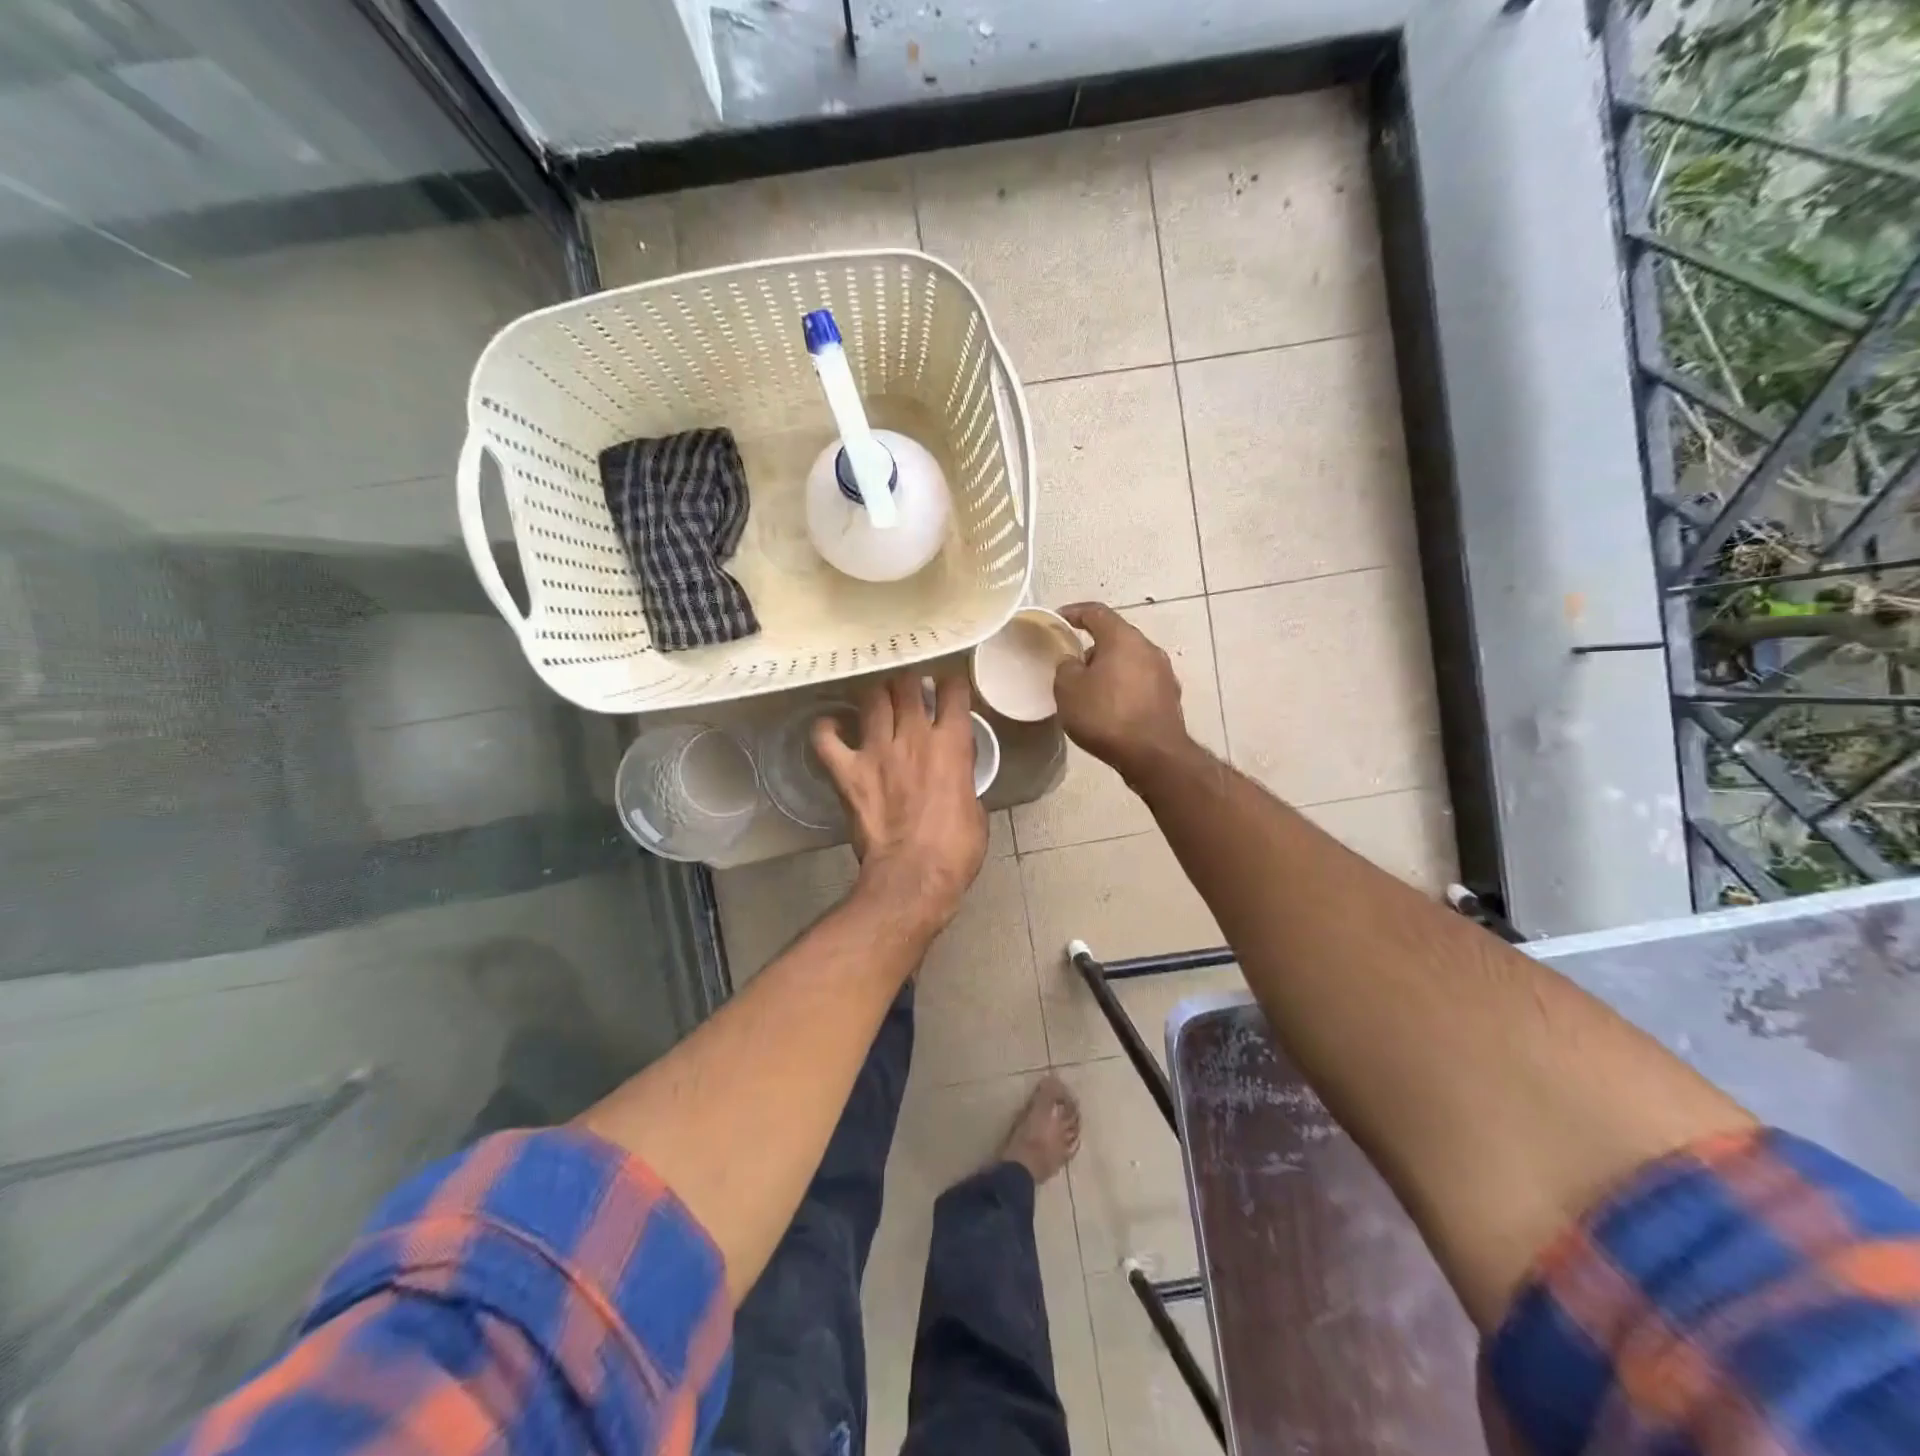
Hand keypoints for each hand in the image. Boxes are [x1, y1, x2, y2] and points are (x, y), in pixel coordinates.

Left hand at [813, 672, 987, 933]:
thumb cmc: (956, 850)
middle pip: (907, 684)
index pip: (953, 691)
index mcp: (952, 744)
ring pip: (872, 699)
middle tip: (910, 689)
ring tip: (878, 699)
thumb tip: (955, 771)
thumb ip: (963, 778)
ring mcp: (876, 751)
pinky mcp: (847, 771)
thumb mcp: (976, 808)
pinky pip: (825, 738)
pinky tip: (831, 726)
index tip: (948, 687)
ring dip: (876, 694)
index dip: (951, 683)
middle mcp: (913, 736)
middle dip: (909, 680)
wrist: (914, 877)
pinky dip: (826, 728)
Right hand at [1053, 603, 1190, 781]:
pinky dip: (1124, 687)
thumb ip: (1066, 667)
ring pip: (1130, 661)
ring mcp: (1164, 673)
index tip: (1059, 620)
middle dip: (1093, 646)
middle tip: (1073, 664)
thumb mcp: (1068, 690)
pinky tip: (1112, 708)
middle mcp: (1148, 648)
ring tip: (1091, 689)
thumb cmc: (1106, 715)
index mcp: (1123, 638)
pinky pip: (1141, 683)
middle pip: (1116, 637)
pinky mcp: (1170, 697)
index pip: (1096, 612)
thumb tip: (1074, 663)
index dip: (1074, 612)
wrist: (1152, 755)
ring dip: (1110, 669)